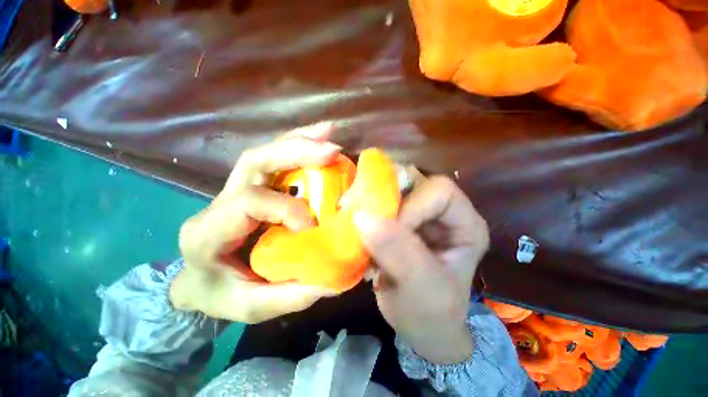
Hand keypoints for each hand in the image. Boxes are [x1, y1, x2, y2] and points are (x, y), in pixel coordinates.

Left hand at [170, 123, 340, 323]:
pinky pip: (274, 161)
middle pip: (254, 162)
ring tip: (328, 133)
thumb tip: (336, 278)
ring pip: (264, 154)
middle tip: (331, 150)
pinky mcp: (251, 188)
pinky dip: (297, 147)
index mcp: (208, 232)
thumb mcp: (253, 307)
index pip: (247, 204)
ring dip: (299, 142)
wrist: (199, 284)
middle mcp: (219, 202)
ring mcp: (234, 190)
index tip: (312, 224)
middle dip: (295, 152)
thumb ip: (294, 294)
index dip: (285, 208)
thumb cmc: (220, 296)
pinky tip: (318, 141)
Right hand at [354, 175, 489, 363]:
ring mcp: (420, 213)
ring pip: (393, 187)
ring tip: (356, 216)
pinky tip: (356, 223)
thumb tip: (363, 217)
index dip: (411, 206)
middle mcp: (444, 211)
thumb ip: (399, 252)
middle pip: (414, 181)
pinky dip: (366, 208)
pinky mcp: (400, 220)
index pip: (439, 192)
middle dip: (386, 193)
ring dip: (372, 199)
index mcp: (466, 224)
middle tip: (361, 209)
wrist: (420, 326)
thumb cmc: (431, 313)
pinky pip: (381, 201)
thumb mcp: (423, 288)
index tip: (388, 231)